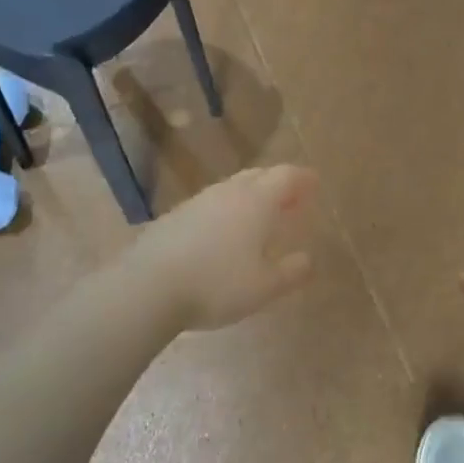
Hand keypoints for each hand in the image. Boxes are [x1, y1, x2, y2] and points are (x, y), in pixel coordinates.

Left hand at [129, 166, 319, 331]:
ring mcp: (199, 201)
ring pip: (233, 187)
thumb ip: (291, 272)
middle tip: (291, 200)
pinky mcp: (176, 215)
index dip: (303, 178)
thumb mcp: (264, 287)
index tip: (315, 183)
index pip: (286, 176)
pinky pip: (212, 204)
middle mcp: (229, 192)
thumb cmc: (217, 285)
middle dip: (278, 184)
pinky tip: (224, 233)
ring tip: (260, 217)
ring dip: (251, 196)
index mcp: (257, 202)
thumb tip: (308, 259)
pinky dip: (227, 210)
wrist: (148, 286)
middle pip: (259, 175)